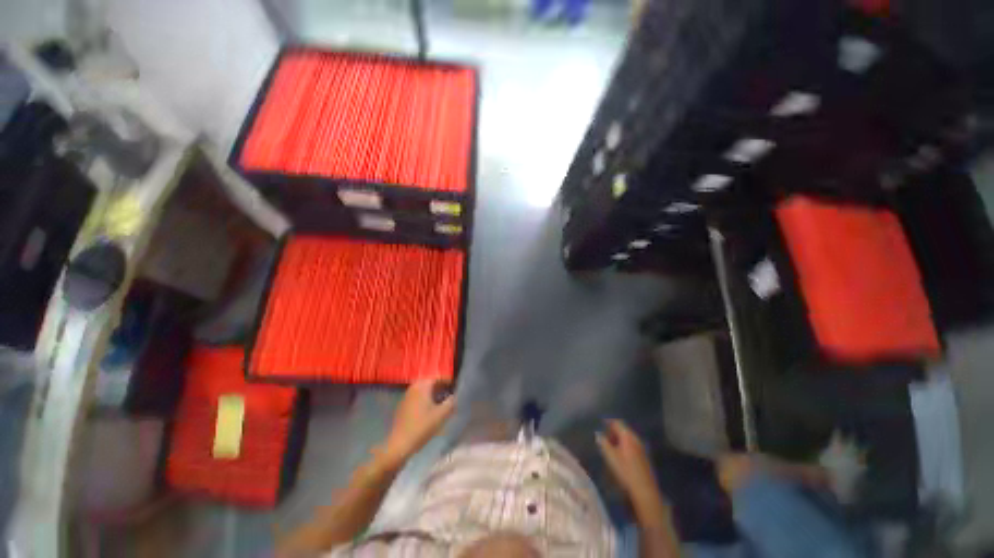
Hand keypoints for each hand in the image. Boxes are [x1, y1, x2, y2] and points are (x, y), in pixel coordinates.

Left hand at [379, 379, 455, 466]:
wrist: (400, 444)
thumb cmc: (422, 426)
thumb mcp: (442, 415)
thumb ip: (451, 402)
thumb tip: (454, 396)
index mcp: (423, 386)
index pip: (438, 378)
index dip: (447, 381)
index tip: (455, 386)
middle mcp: (413, 388)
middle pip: (429, 383)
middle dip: (439, 387)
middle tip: (448, 393)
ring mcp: (406, 397)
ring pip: (422, 390)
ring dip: (432, 393)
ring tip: (440, 401)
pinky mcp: (402, 406)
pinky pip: (416, 397)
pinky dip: (424, 399)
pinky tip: (429, 409)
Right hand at [596, 419, 660, 505]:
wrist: (645, 492)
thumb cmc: (625, 472)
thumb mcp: (610, 457)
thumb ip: (603, 443)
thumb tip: (598, 433)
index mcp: (628, 436)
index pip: (617, 423)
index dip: (608, 422)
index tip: (601, 424)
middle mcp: (636, 439)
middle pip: (624, 430)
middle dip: (613, 431)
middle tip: (604, 437)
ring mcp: (642, 449)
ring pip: (628, 438)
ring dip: (619, 439)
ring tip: (610, 446)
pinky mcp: (644, 458)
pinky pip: (632, 446)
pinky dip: (625, 446)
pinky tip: (620, 455)